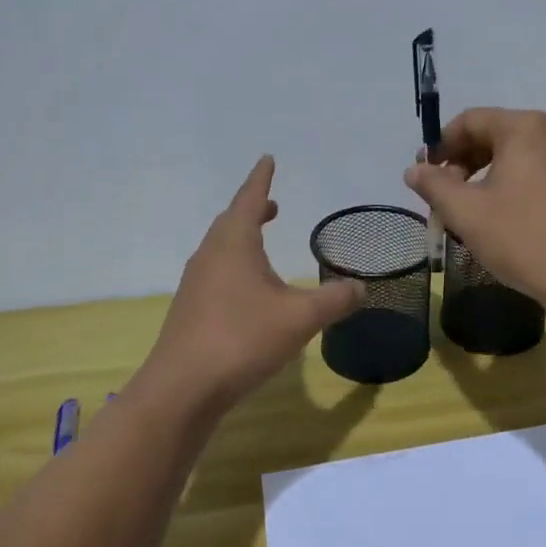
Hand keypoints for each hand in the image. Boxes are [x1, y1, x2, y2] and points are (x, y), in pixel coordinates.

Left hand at [137, 156, 364, 414]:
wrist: (183, 388)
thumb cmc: (242, 338)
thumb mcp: (300, 317)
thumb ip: (335, 300)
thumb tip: (362, 287)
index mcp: (234, 243)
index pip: (249, 199)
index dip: (261, 179)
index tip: (267, 159)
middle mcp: (210, 256)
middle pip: (230, 222)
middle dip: (252, 210)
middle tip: (272, 205)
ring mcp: (196, 284)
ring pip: (221, 249)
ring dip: (242, 239)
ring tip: (262, 243)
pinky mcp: (190, 311)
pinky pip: (216, 274)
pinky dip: (235, 267)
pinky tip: (248, 292)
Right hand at [404, 108, 545, 314]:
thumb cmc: (523, 237)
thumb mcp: (466, 212)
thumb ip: (434, 185)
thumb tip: (414, 170)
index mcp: (524, 128)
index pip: (470, 120)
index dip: (441, 145)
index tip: (425, 176)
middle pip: (494, 135)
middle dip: (462, 162)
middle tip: (444, 197)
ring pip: (515, 156)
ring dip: (484, 177)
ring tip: (469, 212)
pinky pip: (535, 173)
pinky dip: (510, 187)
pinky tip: (502, 220)